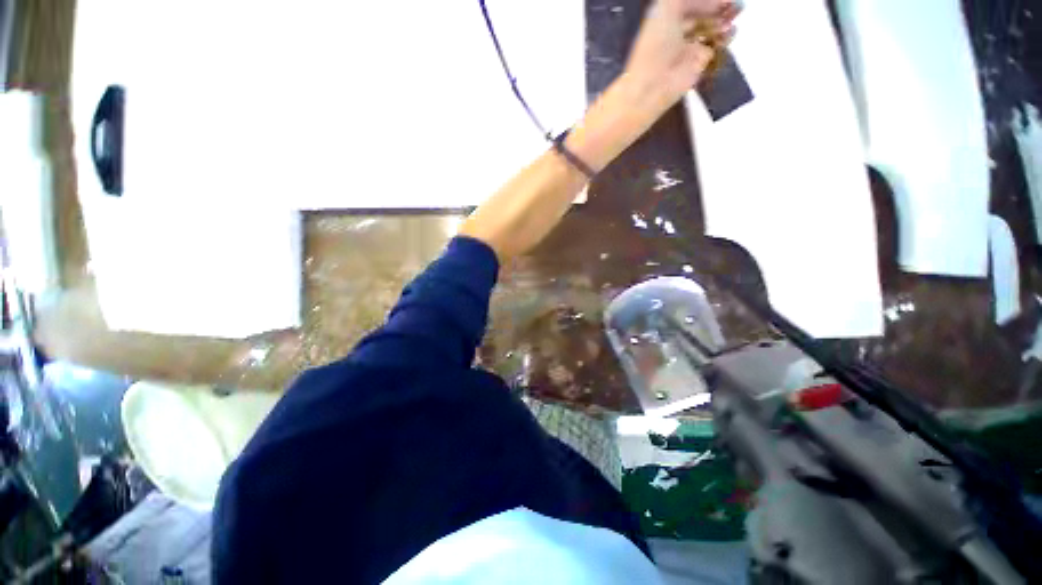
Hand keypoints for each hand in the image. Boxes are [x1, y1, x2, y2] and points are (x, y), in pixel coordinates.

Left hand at [621, 0, 739, 118]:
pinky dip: (726, 37)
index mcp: (665, 18)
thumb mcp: (667, 5)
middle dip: (719, 6)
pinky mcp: (699, 63)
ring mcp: (689, 48)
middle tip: (734, 4)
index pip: (690, 3)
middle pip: (703, 14)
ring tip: (735, 13)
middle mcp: (677, 32)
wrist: (654, 84)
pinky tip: (730, 32)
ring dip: (724, 19)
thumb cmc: (656, 43)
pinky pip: (717, 46)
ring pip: (712, 28)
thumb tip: (711, 0)